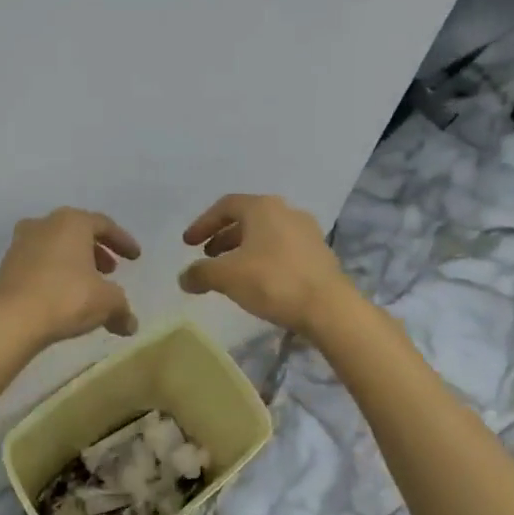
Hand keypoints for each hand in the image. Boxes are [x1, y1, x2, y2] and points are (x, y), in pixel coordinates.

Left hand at [0, 207, 141, 347]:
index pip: (104, 225)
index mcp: (72, 222)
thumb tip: (130, 325)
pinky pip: (39, 262)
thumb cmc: (66, 298)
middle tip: (110, 270)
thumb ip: (122, 308)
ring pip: (56, 246)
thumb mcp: (106, 302)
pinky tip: (63, 295)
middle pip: (78, 232)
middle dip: (97, 251)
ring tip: (88, 285)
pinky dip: (55, 273)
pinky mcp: (6, 264)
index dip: (123, 241)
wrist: (10, 319)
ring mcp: (21, 242)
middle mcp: (45, 224)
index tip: (135, 257)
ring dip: (75, 262)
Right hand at [178, 194, 352, 334]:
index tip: (188, 244)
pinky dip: (263, 260)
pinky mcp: (319, 254)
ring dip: (242, 250)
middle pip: (246, 219)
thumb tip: (184, 278)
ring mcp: (307, 232)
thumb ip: (200, 273)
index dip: (203, 224)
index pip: (225, 206)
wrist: (329, 308)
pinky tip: (257, 282)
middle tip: (207, 257)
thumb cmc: (273, 281)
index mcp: (263, 207)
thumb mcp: (227, 277)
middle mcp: (286, 212)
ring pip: (265, 235)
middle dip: (222, 238)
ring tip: (229, 272)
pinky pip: (282, 250)